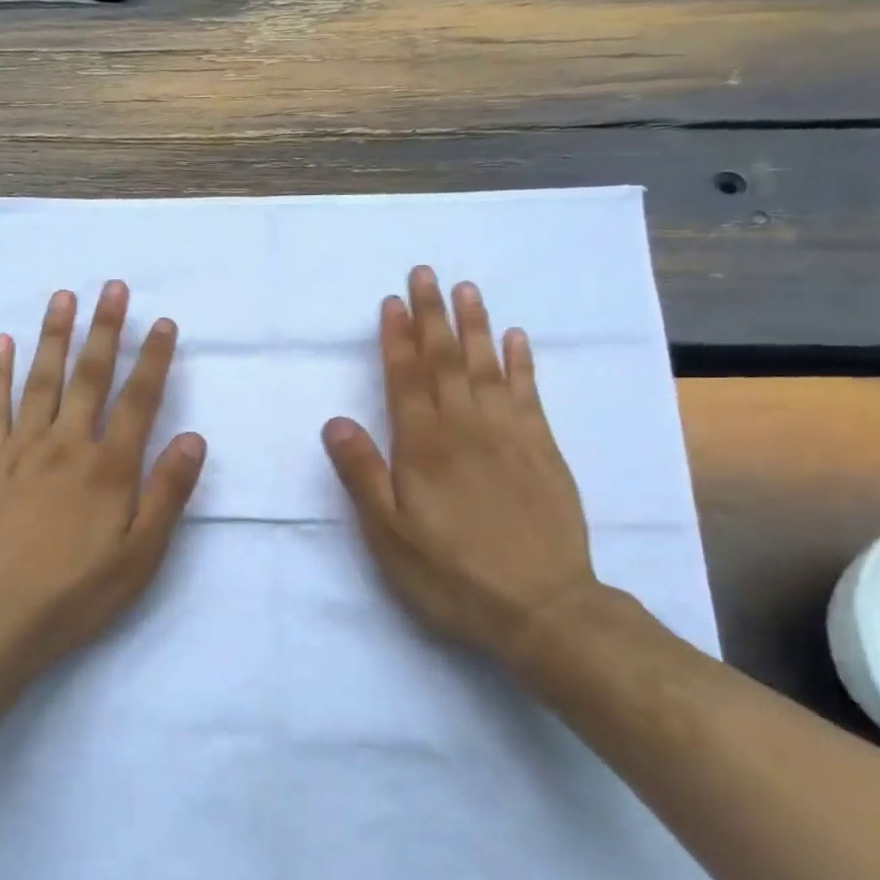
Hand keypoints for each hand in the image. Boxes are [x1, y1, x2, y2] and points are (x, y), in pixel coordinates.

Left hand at [0, 281, 207, 668]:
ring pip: (42, 380)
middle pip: (90, 376)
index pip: (138, 399)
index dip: (153, 358)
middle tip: (113, 286)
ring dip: (55, 335)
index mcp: (110, 467)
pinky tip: (4, 342)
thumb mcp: (141, 555)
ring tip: (64, 296)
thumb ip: (168, 493)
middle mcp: (67, 445)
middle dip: (105, 329)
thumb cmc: (78, 592)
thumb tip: (194, 438)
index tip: (162, 322)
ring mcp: (21, 448)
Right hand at [321, 266, 603, 659]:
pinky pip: (530, 393)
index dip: (396, 338)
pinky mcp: (543, 450)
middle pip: (446, 360)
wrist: (541, 607)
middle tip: (426, 272)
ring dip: (475, 325)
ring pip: (488, 367)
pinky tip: (517, 338)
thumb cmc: (451, 574)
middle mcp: (465, 428)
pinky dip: (522, 362)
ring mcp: (510, 435)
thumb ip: (362, 474)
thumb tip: (335, 420)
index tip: (391, 301)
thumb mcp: (389, 535)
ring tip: (467, 289)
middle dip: (432, 315)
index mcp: (424, 446)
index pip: (406, 378)